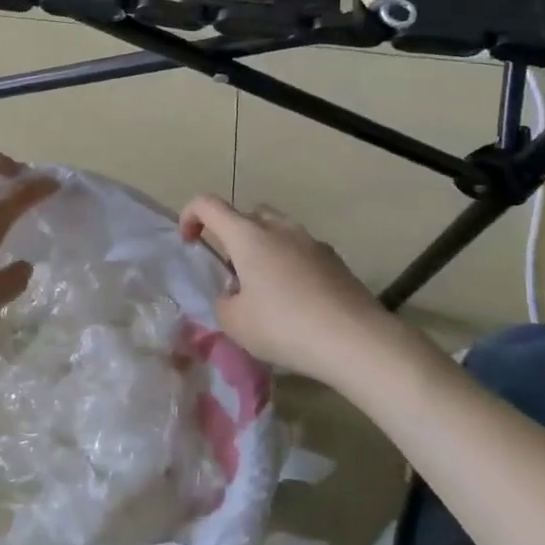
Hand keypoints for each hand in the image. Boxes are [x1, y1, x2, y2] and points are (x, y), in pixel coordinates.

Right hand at [179, 195, 401, 387]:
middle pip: (247, 214)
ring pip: (277, 231)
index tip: (189, 242)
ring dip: (263, 249)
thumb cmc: (284, 326)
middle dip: (232, 234)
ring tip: (264, 289)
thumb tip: (235, 295)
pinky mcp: (335, 260)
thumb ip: (224, 302)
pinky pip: (301, 251)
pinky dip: (289, 265)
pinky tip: (295, 301)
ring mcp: (311, 242)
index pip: (208, 205)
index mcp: (248, 236)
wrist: (355, 339)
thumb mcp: (235, 323)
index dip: (191, 216)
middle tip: (231, 271)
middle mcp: (280, 228)